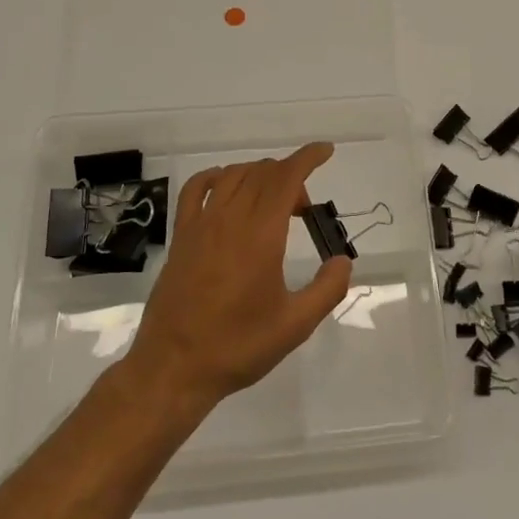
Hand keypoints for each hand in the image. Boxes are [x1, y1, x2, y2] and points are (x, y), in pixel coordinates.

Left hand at [124, 143, 352, 410]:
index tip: (325, 151)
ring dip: (260, 176)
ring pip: (233, 176)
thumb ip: (327, 289)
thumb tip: (343, 261)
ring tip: (274, 203)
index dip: (307, 158)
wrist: (174, 368)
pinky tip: (227, 188)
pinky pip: (196, 188)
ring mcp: (201, 225)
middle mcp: (229, 220)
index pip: (285, 178)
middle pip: (262, 173)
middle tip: (304, 209)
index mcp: (260, 236)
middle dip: (290, 176)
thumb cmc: (238, 347)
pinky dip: (216, 177)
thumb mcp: (295, 325)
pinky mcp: (181, 236)